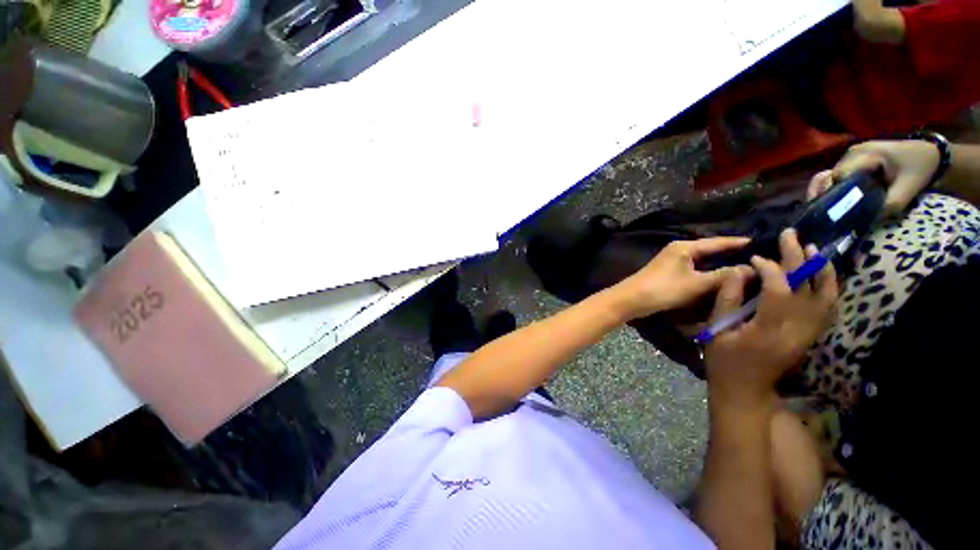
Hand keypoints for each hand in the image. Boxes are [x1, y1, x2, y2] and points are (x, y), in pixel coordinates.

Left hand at [613, 236, 749, 319]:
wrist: (632, 299)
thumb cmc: (664, 289)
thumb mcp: (697, 284)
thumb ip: (724, 276)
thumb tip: (751, 269)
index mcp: (685, 247)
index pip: (718, 242)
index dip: (739, 243)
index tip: (763, 243)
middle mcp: (679, 249)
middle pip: (710, 250)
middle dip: (732, 254)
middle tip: (759, 259)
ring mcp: (672, 261)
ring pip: (703, 260)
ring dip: (720, 264)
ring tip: (746, 268)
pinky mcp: (669, 272)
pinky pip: (695, 269)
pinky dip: (708, 272)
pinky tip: (720, 278)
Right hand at [705, 230, 837, 406]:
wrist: (746, 390)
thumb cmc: (724, 361)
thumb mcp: (716, 331)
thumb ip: (727, 300)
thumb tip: (738, 272)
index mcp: (768, 330)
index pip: (778, 290)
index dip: (770, 268)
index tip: (755, 258)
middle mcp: (797, 331)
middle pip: (805, 288)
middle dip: (798, 258)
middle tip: (791, 235)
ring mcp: (809, 335)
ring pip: (826, 297)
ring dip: (822, 271)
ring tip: (815, 249)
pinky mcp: (811, 337)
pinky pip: (828, 309)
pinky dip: (829, 288)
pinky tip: (824, 275)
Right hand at [807, 140, 939, 216]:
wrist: (933, 155)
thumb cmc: (920, 170)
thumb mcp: (908, 190)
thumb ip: (887, 206)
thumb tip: (866, 221)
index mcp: (865, 154)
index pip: (838, 176)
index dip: (832, 193)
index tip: (832, 212)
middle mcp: (852, 152)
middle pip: (828, 176)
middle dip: (825, 194)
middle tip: (825, 215)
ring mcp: (852, 154)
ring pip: (829, 176)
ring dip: (828, 192)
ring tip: (829, 209)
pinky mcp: (854, 159)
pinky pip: (836, 175)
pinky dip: (833, 188)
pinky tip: (837, 200)